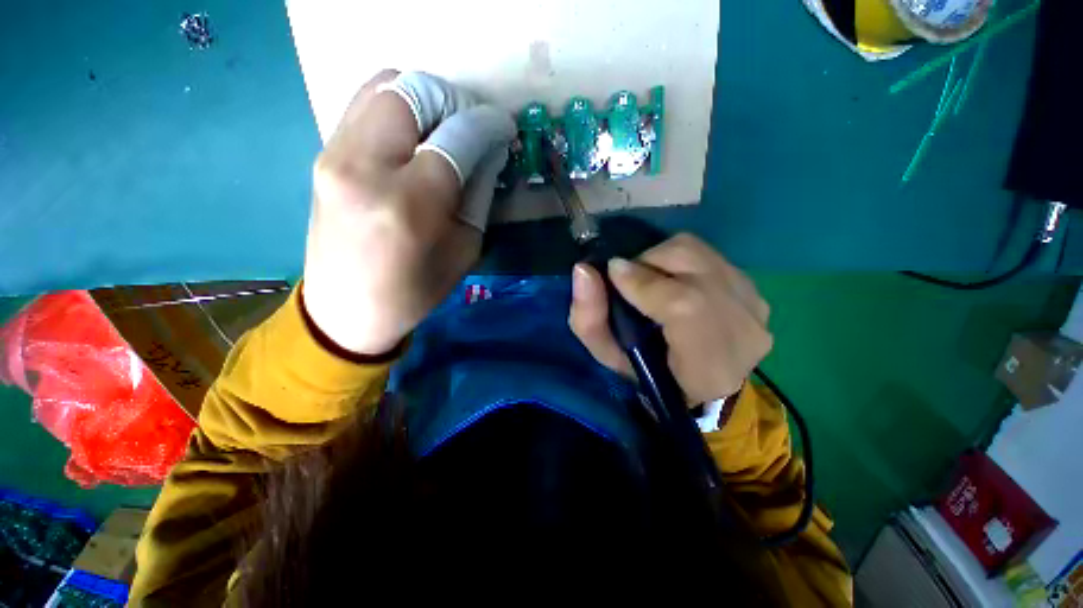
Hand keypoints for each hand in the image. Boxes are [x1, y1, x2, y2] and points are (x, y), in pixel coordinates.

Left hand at [302, 71, 515, 354]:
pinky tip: (413, 135)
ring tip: (444, 126)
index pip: (456, 138)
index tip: (503, 127)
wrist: (347, 309)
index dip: (487, 125)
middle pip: (413, 93)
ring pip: (383, 87)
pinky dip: (397, 107)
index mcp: (410, 204)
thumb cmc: (415, 290)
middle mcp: (366, 168)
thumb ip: (478, 195)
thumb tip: (489, 151)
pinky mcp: (323, 155)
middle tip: (471, 124)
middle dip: (453, 100)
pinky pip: (363, 105)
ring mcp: (335, 155)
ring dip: (424, 98)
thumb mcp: (464, 250)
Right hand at [569, 234, 772, 403]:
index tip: (612, 273)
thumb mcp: (608, 356)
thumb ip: (589, 319)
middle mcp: (744, 331)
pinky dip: (682, 262)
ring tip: (650, 280)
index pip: (684, 305)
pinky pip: (710, 257)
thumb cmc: (648, 374)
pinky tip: (675, 283)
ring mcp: (755, 307)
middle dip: (648, 262)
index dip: (643, 282)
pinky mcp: (756, 291)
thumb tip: (583, 269)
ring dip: (663, 259)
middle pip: (692, 263)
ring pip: (699, 252)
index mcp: (708, 366)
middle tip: (630, 279)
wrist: (698, 384)